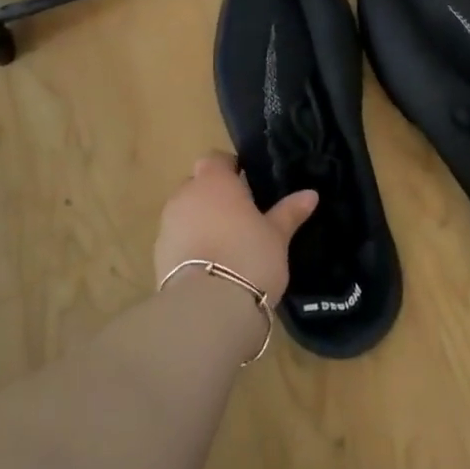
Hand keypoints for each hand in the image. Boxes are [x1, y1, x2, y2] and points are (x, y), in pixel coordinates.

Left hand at [152, 153, 317, 305]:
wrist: (207, 309)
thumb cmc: (249, 258)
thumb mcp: (277, 235)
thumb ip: (289, 212)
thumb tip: (310, 194)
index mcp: (214, 181)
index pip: (216, 159)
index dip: (230, 168)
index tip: (247, 184)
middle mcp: (185, 196)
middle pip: (198, 185)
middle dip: (215, 196)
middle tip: (240, 216)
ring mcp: (167, 225)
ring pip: (185, 213)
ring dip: (200, 221)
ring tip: (226, 244)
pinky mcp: (158, 256)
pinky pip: (177, 240)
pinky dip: (190, 246)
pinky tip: (210, 266)